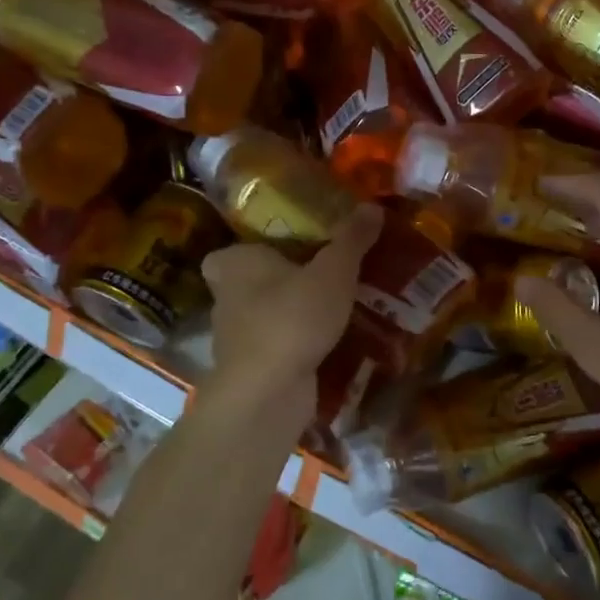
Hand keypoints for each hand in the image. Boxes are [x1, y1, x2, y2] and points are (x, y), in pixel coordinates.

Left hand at [198, 205, 383, 429]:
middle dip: (284, 281)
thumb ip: (352, 240)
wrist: (268, 393)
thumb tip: (373, 206)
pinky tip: (332, 343)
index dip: (257, 249)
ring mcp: (236, 338)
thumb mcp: (333, 272)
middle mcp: (227, 298)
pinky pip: (279, 346)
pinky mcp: (252, 369)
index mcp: (235, 264)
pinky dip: (299, 345)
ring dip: (294, 315)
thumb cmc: (292, 318)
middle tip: (324, 275)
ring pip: (267, 316)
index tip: (290, 249)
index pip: (233, 250)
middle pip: (253, 283)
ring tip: (337, 308)